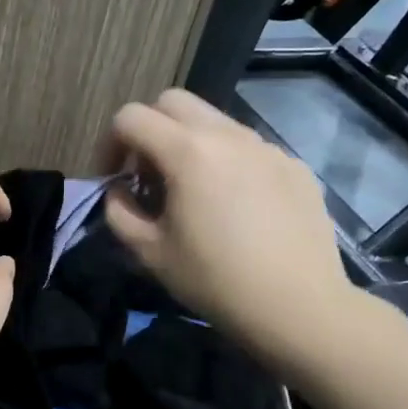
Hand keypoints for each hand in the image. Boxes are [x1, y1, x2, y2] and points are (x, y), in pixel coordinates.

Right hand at [100, 89, 356, 367]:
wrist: (299, 306)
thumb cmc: (215, 280)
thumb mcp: (150, 252)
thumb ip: (119, 212)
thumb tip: (119, 191)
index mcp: (187, 152)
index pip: (130, 117)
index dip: (108, 144)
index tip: (112, 180)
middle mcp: (227, 135)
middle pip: (173, 102)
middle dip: (148, 129)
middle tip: (147, 174)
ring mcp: (266, 147)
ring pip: (214, 122)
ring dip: (189, 143)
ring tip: (191, 191)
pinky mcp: (293, 166)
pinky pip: (248, 148)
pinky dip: (227, 162)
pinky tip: (235, 207)